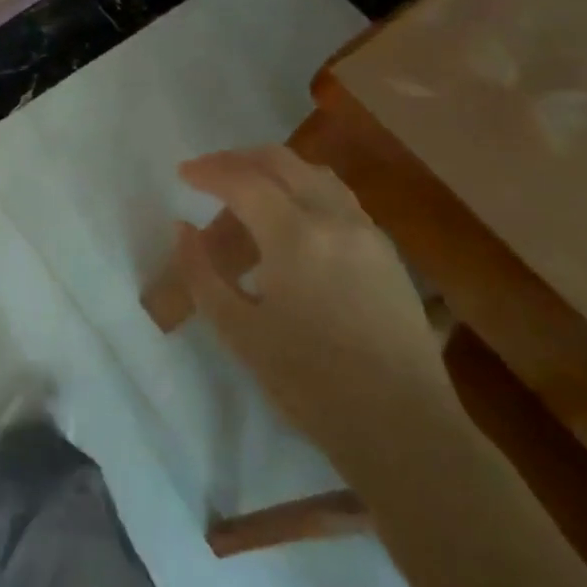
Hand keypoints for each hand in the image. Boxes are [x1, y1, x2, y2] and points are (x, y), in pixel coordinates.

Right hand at [173, 146, 455, 466]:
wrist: (404, 427)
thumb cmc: (310, 383)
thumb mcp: (238, 331)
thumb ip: (201, 273)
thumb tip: (183, 228)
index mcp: (295, 236)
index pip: (243, 181)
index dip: (208, 171)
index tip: (182, 173)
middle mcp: (335, 220)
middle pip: (282, 162)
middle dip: (239, 159)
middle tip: (209, 172)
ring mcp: (368, 233)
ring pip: (316, 174)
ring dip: (275, 169)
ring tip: (247, 186)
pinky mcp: (387, 252)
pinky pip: (339, 198)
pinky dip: (305, 188)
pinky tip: (291, 216)